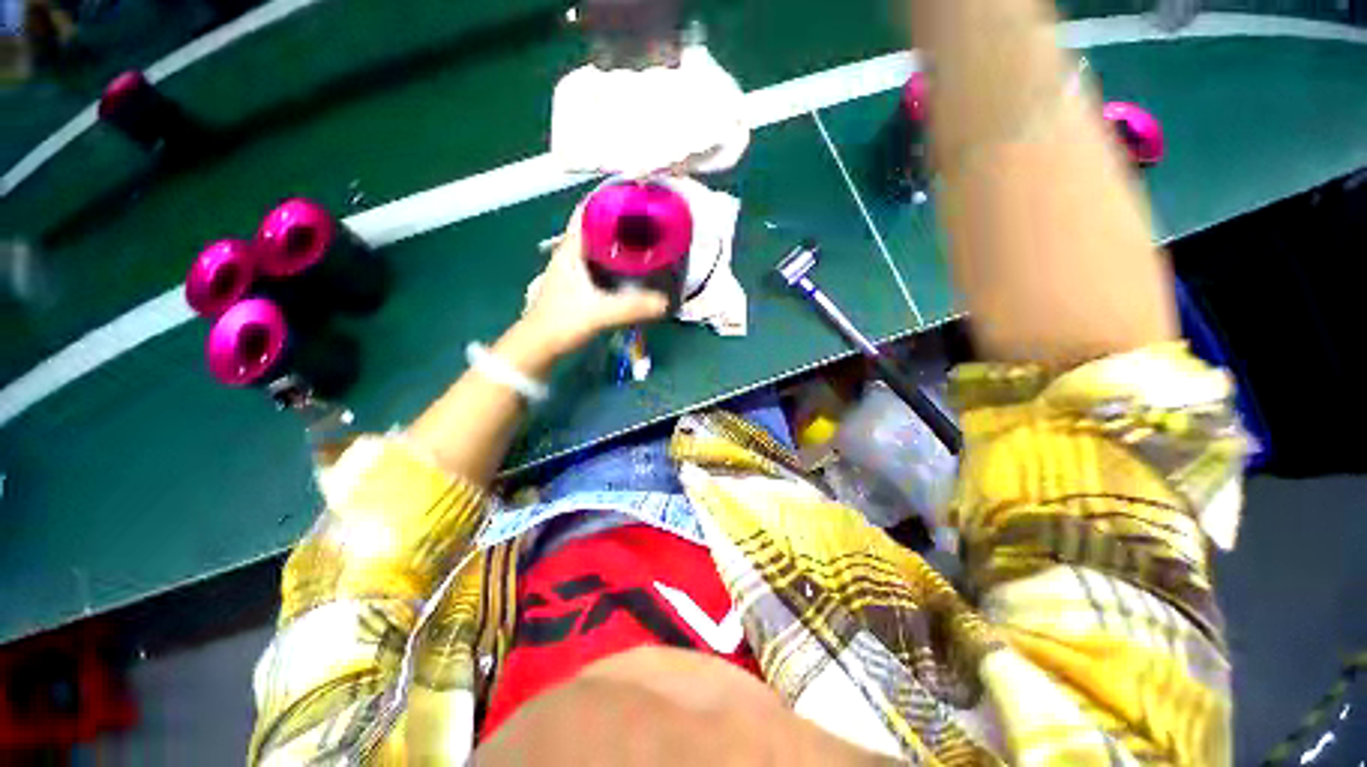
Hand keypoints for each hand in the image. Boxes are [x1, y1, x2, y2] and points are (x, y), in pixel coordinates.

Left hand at [521, 205, 670, 356]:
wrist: (539, 348)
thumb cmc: (561, 323)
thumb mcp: (598, 313)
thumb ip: (631, 307)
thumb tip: (665, 302)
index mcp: (571, 249)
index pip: (589, 211)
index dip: (612, 200)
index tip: (639, 198)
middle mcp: (572, 254)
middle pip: (599, 227)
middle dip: (624, 222)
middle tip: (653, 223)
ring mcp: (575, 271)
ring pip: (601, 247)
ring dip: (622, 243)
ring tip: (649, 242)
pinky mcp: (581, 287)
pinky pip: (603, 265)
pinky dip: (619, 263)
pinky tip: (636, 270)